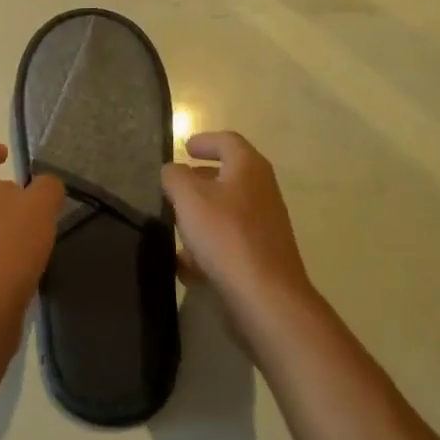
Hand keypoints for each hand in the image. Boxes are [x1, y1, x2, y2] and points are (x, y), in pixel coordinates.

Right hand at [162, 132, 315, 332]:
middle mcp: (262, 192)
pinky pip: (230, 241)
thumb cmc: (226, 236)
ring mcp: (265, 226)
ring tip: (174, 223)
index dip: (204, 141)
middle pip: (229, 175)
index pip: (228, 141)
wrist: (266, 298)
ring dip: (202, 213)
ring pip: (228, 210)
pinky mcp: (261, 256)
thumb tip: (173, 170)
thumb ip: (175, 177)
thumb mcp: (189, 198)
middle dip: (200, 178)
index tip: (184, 148)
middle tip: (174, 185)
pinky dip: (209, 244)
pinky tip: (185, 263)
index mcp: (249, 169)